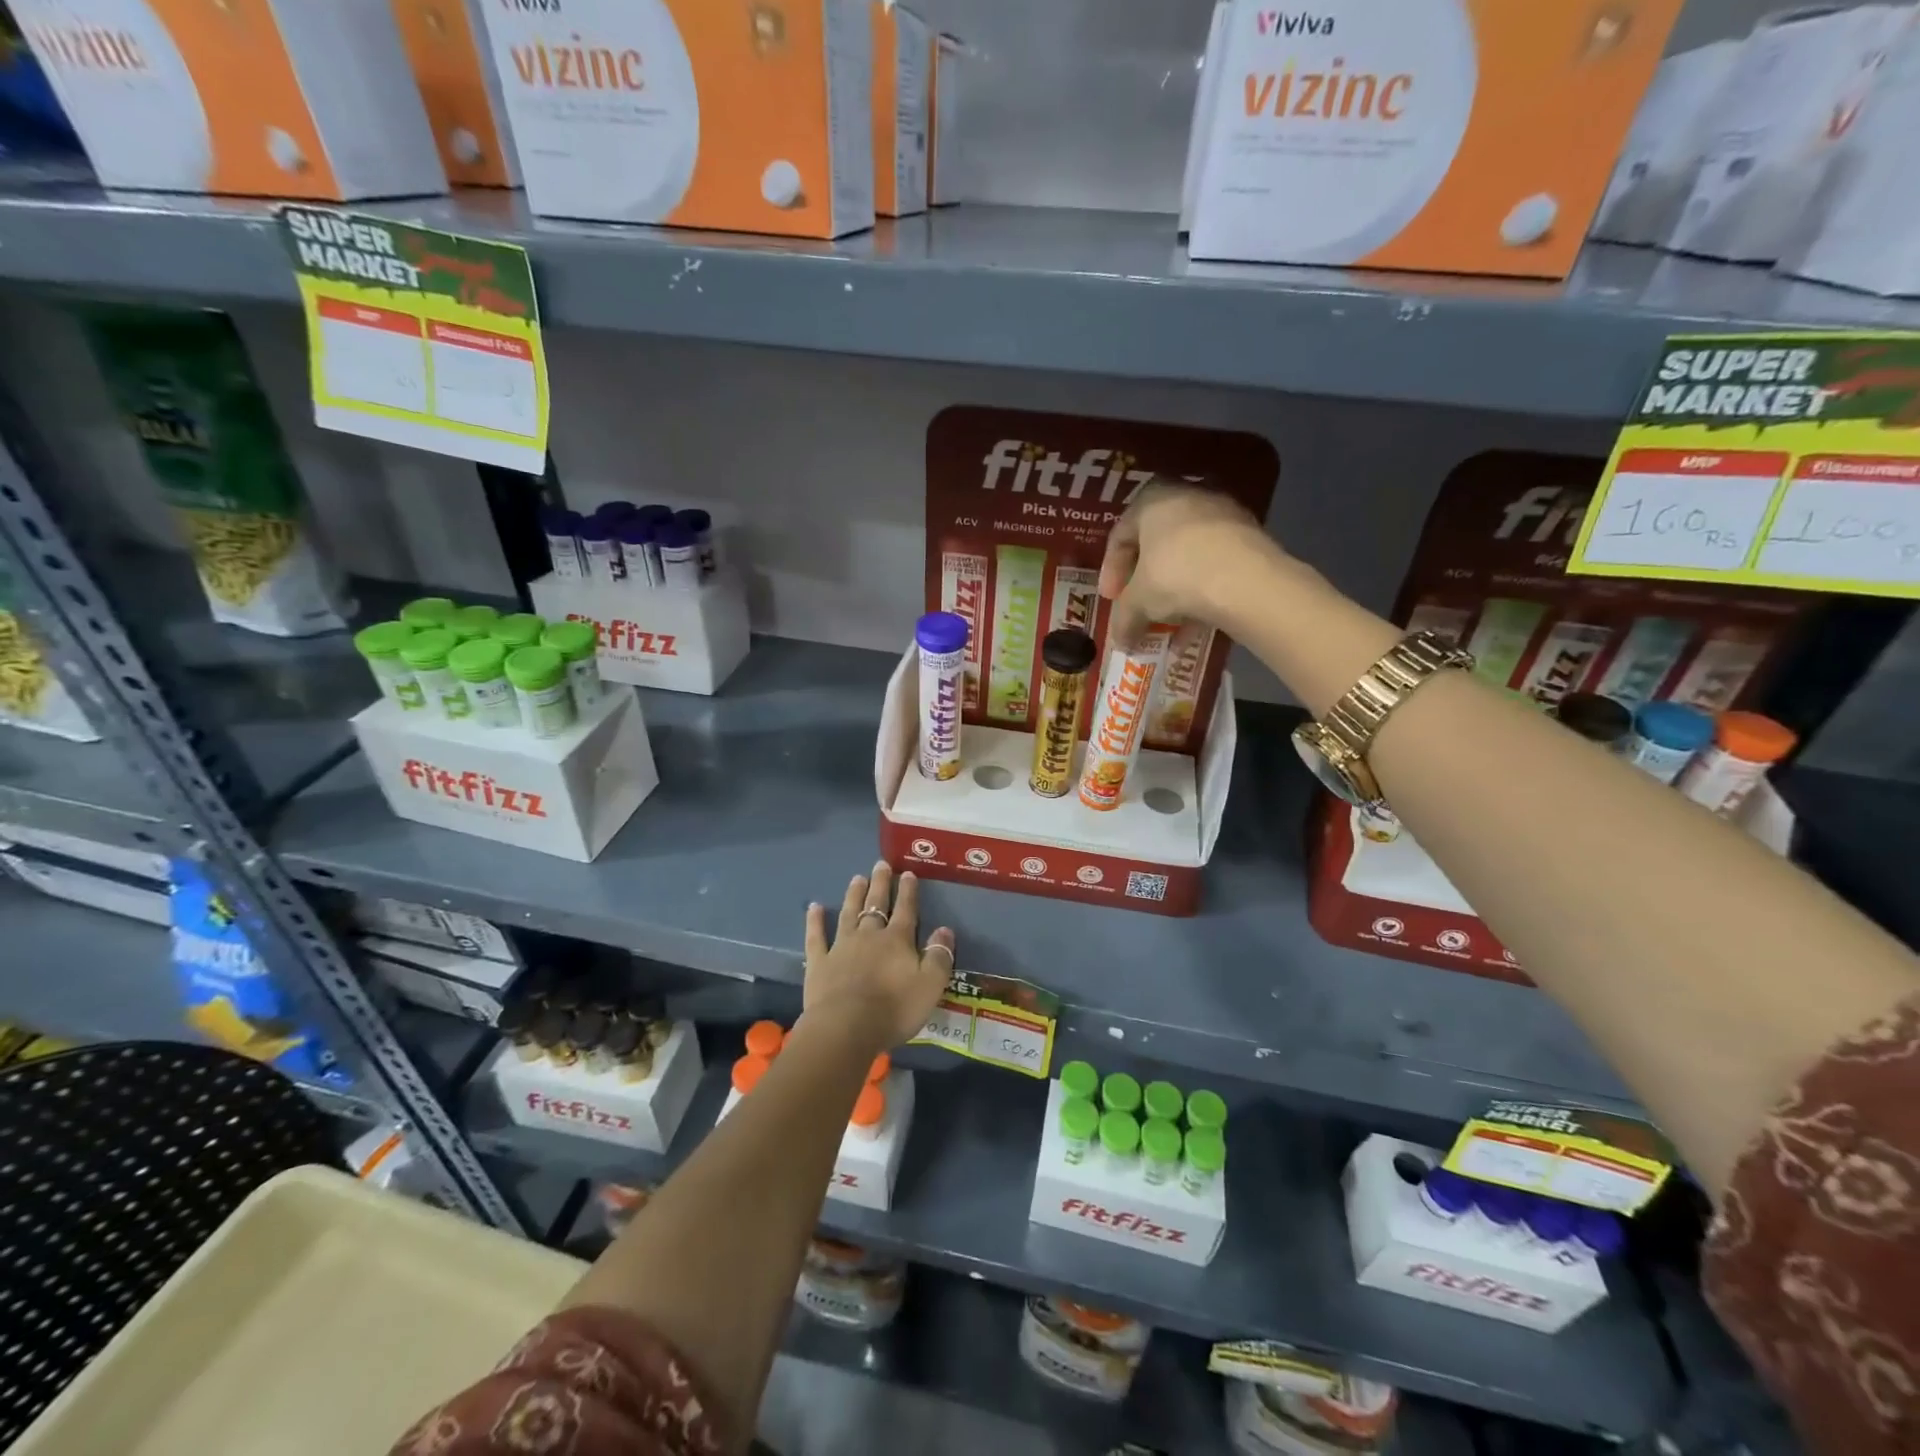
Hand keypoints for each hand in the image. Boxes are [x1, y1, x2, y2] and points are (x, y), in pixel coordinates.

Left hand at [803, 862, 955, 1050]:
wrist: (846, 1027)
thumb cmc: (893, 1009)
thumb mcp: (930, 986)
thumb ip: (939, 957)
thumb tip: (945, 930)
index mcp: (898, 941)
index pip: (906, 910)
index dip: (908, 892)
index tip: (908, 873)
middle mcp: (869, 936)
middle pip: (876, 905)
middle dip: (880, 884)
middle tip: (880, 864)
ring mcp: (841, 947)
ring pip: (848, 914)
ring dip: (853, 895)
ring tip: (856, 878)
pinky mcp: (819, 963)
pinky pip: (816, 937)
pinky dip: (815, 921)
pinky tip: (813, 907)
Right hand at [1098, 482, 1286, 647]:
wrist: (1245, 580)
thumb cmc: (1174, 576)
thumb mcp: (1138, 602)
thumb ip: (1124, 619)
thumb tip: (1121, 642)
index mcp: (1152, 499)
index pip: (1120, 535)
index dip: (1111, 571)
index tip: (1110, 599)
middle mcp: (1188, 496)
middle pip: (1156, 544)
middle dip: (1145, 582)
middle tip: (1138, 608)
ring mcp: (1223, 516)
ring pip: (1188, 557)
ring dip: (1174, 591)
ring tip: (1168, 623)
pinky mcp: (1249, 538)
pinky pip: (1214, 566)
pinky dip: (1202, 592)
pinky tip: (1196, 625)